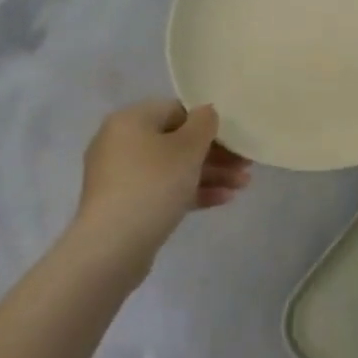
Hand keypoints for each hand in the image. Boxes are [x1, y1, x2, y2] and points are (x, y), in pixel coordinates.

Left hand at [76, 100, 251, 257]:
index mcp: (131, 120)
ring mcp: (121, 177)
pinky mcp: (124, 205)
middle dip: (215, 154)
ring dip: (210, 174)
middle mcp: (121, 143)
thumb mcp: (188, 147)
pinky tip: (224, 199)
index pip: (177, 110)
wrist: (112, 246)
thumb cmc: (153, 183)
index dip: (209, 123)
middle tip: (245, 164)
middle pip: (177, 141)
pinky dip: (191, 192)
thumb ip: (204, 123)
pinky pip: (163, 190)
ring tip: (242, 185)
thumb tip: (206, 113)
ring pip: (173, 168)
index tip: (235, 138)